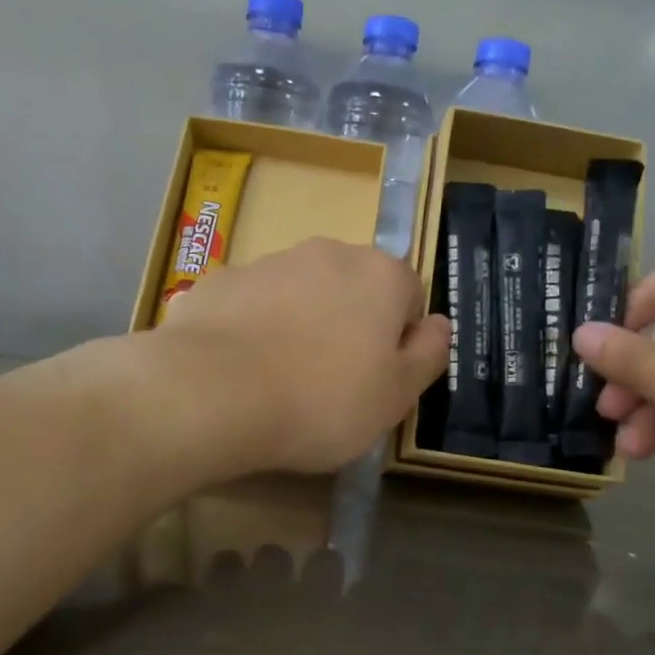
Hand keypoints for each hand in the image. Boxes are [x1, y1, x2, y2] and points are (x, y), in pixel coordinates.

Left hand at [157, 238, 449, 473]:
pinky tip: (241, 372)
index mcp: (380, 275)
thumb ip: (428, 355)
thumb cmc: (322, 401)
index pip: (409, 298)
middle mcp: (327, 253)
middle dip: (349, 328)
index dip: (398, 342)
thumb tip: (439, 325)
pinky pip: (251, 306)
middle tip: (332, 384)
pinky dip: (253, 330)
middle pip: (352, 290)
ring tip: (281, 381)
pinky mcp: (219, 281)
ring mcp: (268, 263)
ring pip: (299, 295)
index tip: (377, 381)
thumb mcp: (397, 396)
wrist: (215, 394)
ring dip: (300, 326)